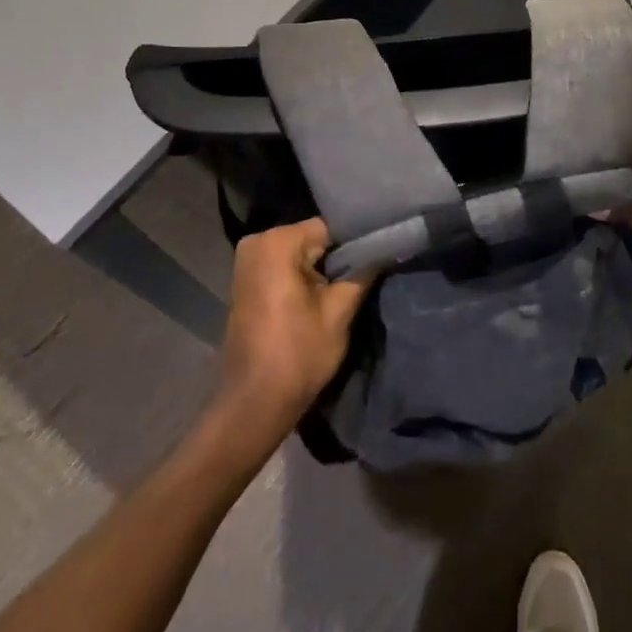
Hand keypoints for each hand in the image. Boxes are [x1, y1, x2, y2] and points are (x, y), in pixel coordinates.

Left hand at [216, 219, 369, 441]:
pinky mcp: (246, 281)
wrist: (254, 403)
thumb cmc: (298, 355)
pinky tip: (321, 296)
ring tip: (348, 287)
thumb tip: (385, 247)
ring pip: (300, 253)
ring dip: (321, 269)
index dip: (355, 244)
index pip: (330, 228)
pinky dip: (303, 277)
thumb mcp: (339, 312)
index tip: (377, 259)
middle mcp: (257, 242)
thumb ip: (362, 272)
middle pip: (313, 239)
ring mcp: (247, 261)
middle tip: (366, 276)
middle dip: (337, 257)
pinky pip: (284, 266)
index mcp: (277, 242)